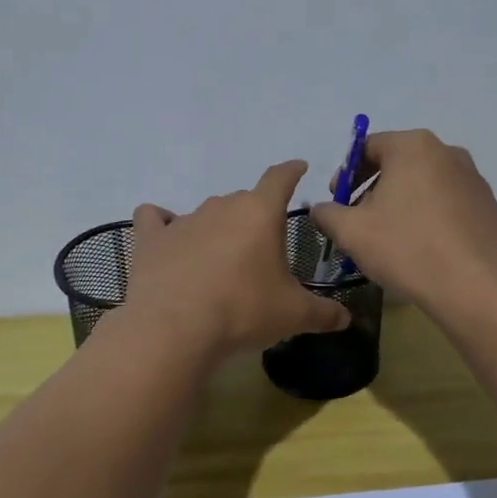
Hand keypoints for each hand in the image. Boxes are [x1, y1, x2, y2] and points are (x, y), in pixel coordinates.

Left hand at [121, 160, 351, 359]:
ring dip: (217, 229)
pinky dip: (162, 224)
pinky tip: (167, 239)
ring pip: (207, 213)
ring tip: (220, 261)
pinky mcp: (151, 239)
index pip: (280, 178)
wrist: (174, 329)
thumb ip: (323, 313)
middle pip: (244, 200)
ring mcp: (183, 220)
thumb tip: (346, 319)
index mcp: (260, 213)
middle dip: (254, 218)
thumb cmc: (243, 311)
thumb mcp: (293, 315)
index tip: (299, 168)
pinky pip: (154, 219)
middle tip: (260, 250)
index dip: (292, 171)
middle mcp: (222, 207)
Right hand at [308, 129, 496, 314]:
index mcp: (413, 146)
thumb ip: (327, 213)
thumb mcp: (352, 232)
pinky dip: (430, 216)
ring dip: (402, 203)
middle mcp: (447, 151)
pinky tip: (423, 247)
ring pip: (424, 183)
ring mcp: (473, 178)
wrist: (475, 287)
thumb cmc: (407, 249)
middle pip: (398, 163)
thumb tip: (321, 208)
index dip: (346, 174)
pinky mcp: (488, 205)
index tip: (338, 202)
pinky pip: (448, 203)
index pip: (368, 147)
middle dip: (374, 189)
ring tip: (391, 238)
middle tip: (360, 221)